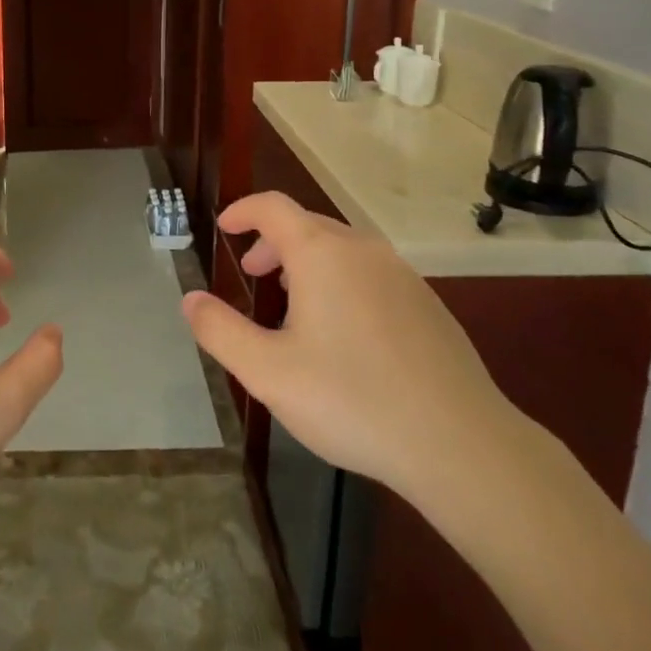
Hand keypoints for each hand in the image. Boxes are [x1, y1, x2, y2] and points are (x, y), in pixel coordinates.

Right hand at [182, 192, 521, 498]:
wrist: (460, 443)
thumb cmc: (352, 399)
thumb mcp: (268, 372)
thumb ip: (220, 330)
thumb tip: (190, 300)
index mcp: (321, 253)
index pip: (273, 207)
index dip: (243, 210)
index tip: (224, 227)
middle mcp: (363, 250)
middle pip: (307, 225)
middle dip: (272, 242)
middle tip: (252, 274)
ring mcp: (401, 275)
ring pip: (342, 249)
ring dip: (307, 262)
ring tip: (292, 304)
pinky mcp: (427, 304)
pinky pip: (370, 273)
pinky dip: (341, 280)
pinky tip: (343, 333)